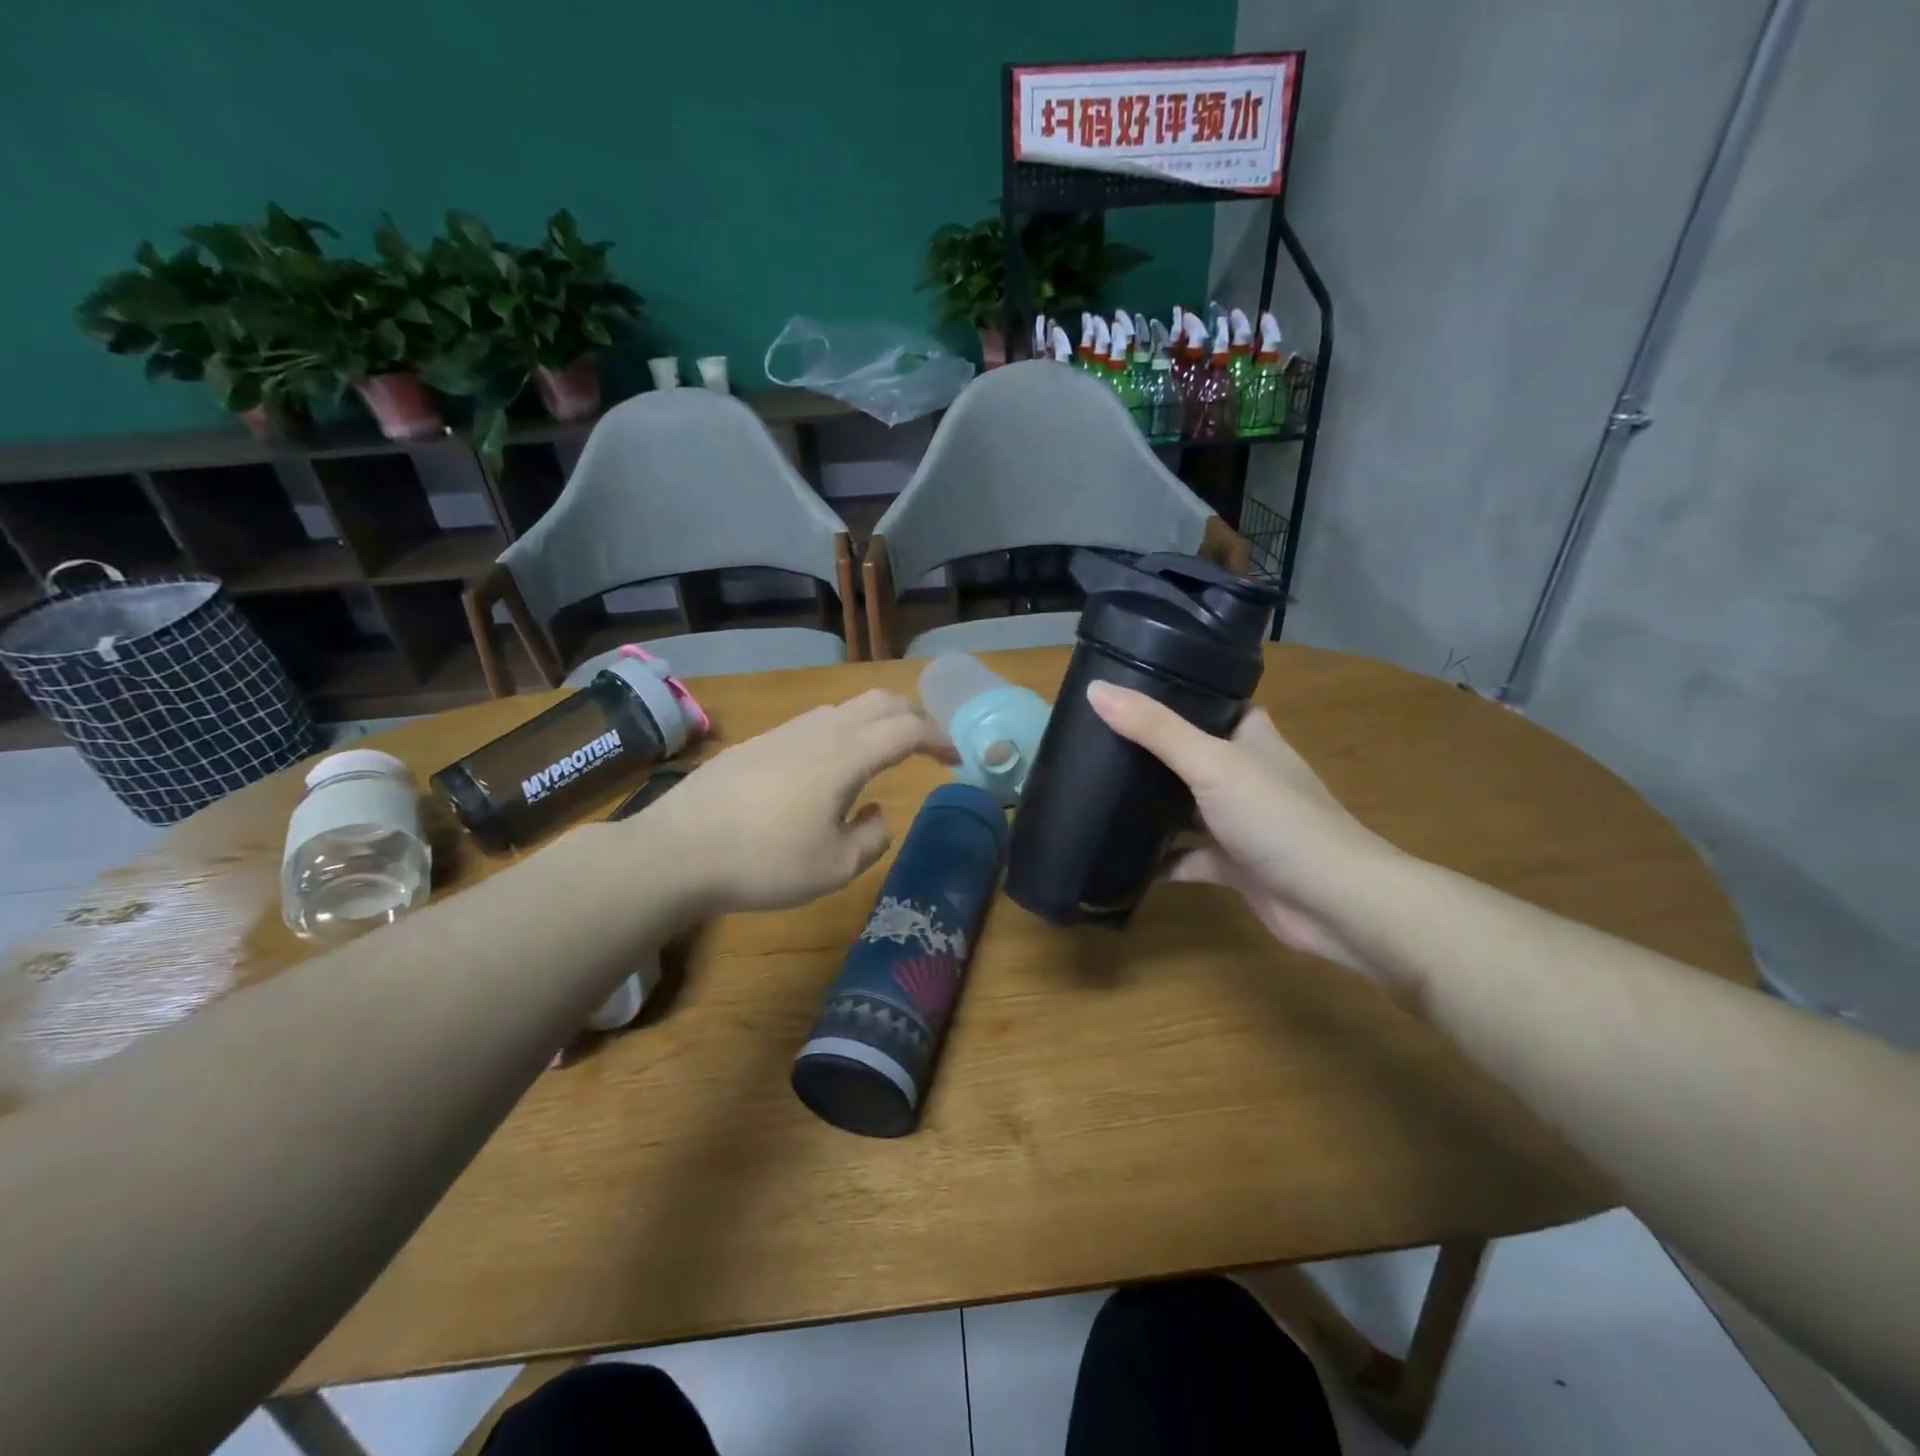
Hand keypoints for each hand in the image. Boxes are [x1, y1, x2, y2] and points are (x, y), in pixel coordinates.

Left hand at [636, 689, 953, 917]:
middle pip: (880, 701)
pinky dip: (844, 731)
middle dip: (913, 716)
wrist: (677, 851)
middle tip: (928, 745)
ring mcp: (785, 731)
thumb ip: (872, 838)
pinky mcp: (759, 742)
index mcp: (846, 755)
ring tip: (884, 753)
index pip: (908, 729)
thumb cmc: (764, 862)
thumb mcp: (834, 866)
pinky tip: (831, 767)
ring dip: (877, 721)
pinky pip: (816, 722)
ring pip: (846, 707)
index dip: (939, 738)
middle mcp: (820, 730)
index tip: (956, 757)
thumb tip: (879, 813)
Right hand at [1087, 681, 1399, 972]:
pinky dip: (1160, 860)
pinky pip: (1188, 857)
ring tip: (1096, 792)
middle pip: (1192, 754)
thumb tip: (1095, 690)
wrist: (1334, 902)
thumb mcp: (1210, 763)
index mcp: (1251, 738)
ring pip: (1187, 807)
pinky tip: (1120, 859)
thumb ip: (1154, 729)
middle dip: (1150, 751)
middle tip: (1095, 742)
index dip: (1174, 694)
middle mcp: (1247, 774)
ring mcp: (1241, 821)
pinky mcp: (1235, 865)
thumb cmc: (1276, 817)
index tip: (1125, 690)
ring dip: (1152, 806)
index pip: (1212, 703)